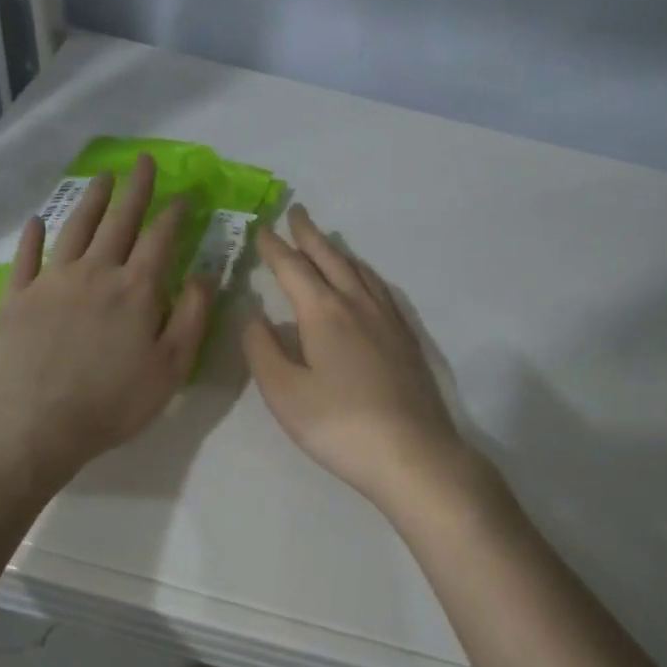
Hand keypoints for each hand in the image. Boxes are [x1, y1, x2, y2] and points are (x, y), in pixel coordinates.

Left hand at [0, 154, 213, 489]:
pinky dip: (33, 236)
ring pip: (75, 228)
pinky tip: (37, 222)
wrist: (33, 424)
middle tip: (144, 161)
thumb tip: (205, 274)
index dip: (175, 214)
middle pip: (119, 222)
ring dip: (92, 200)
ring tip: (104, 178)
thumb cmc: (112, 402)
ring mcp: (51, 281)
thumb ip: (192, 317)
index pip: (161, 239)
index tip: (185, 195)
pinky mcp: (16, 297)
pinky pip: (26, 256)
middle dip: (136, 190)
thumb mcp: (171, 367)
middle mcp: (95, 272)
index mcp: (136, 289)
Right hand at [243, 205, 478, 515]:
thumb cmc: (339, 425)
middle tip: (297, 213)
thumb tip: (254, 315)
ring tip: (328, 242)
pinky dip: (365, 275)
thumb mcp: (284, 392)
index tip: (262, 229)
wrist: (412, 454)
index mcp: (324, 313)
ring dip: (339, 252)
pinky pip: (381, 291)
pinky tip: (367, 285)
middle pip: (331, 260)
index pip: (294, 269)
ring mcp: (389, 321)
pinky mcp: (407, 341)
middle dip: (310, 236)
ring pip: (361, 272)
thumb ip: (262, 348)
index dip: (275, 249)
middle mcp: (359, 305)